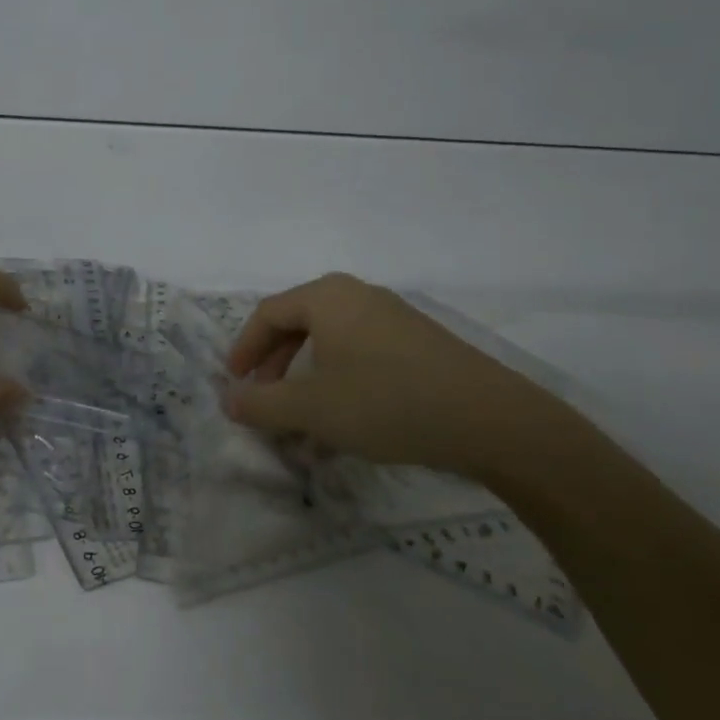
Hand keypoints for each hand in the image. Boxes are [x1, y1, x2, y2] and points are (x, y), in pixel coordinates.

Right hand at [223, 273, 589, 480]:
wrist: (491, 420)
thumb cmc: (386, 402)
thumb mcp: (312, 408)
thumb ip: (262, 404)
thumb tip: (228, 400)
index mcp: (327, 297)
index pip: (268, 314)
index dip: (244, 349)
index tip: (234, 384)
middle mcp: (358, 296)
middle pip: (299, 325)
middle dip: (275, 366)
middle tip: (265, 401)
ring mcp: (393, 317)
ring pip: (331, 344)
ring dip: (308, 381)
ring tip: (303, 423)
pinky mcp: (419, 343)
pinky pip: (362, 354)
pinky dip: (341, 383)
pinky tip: (346, 423)